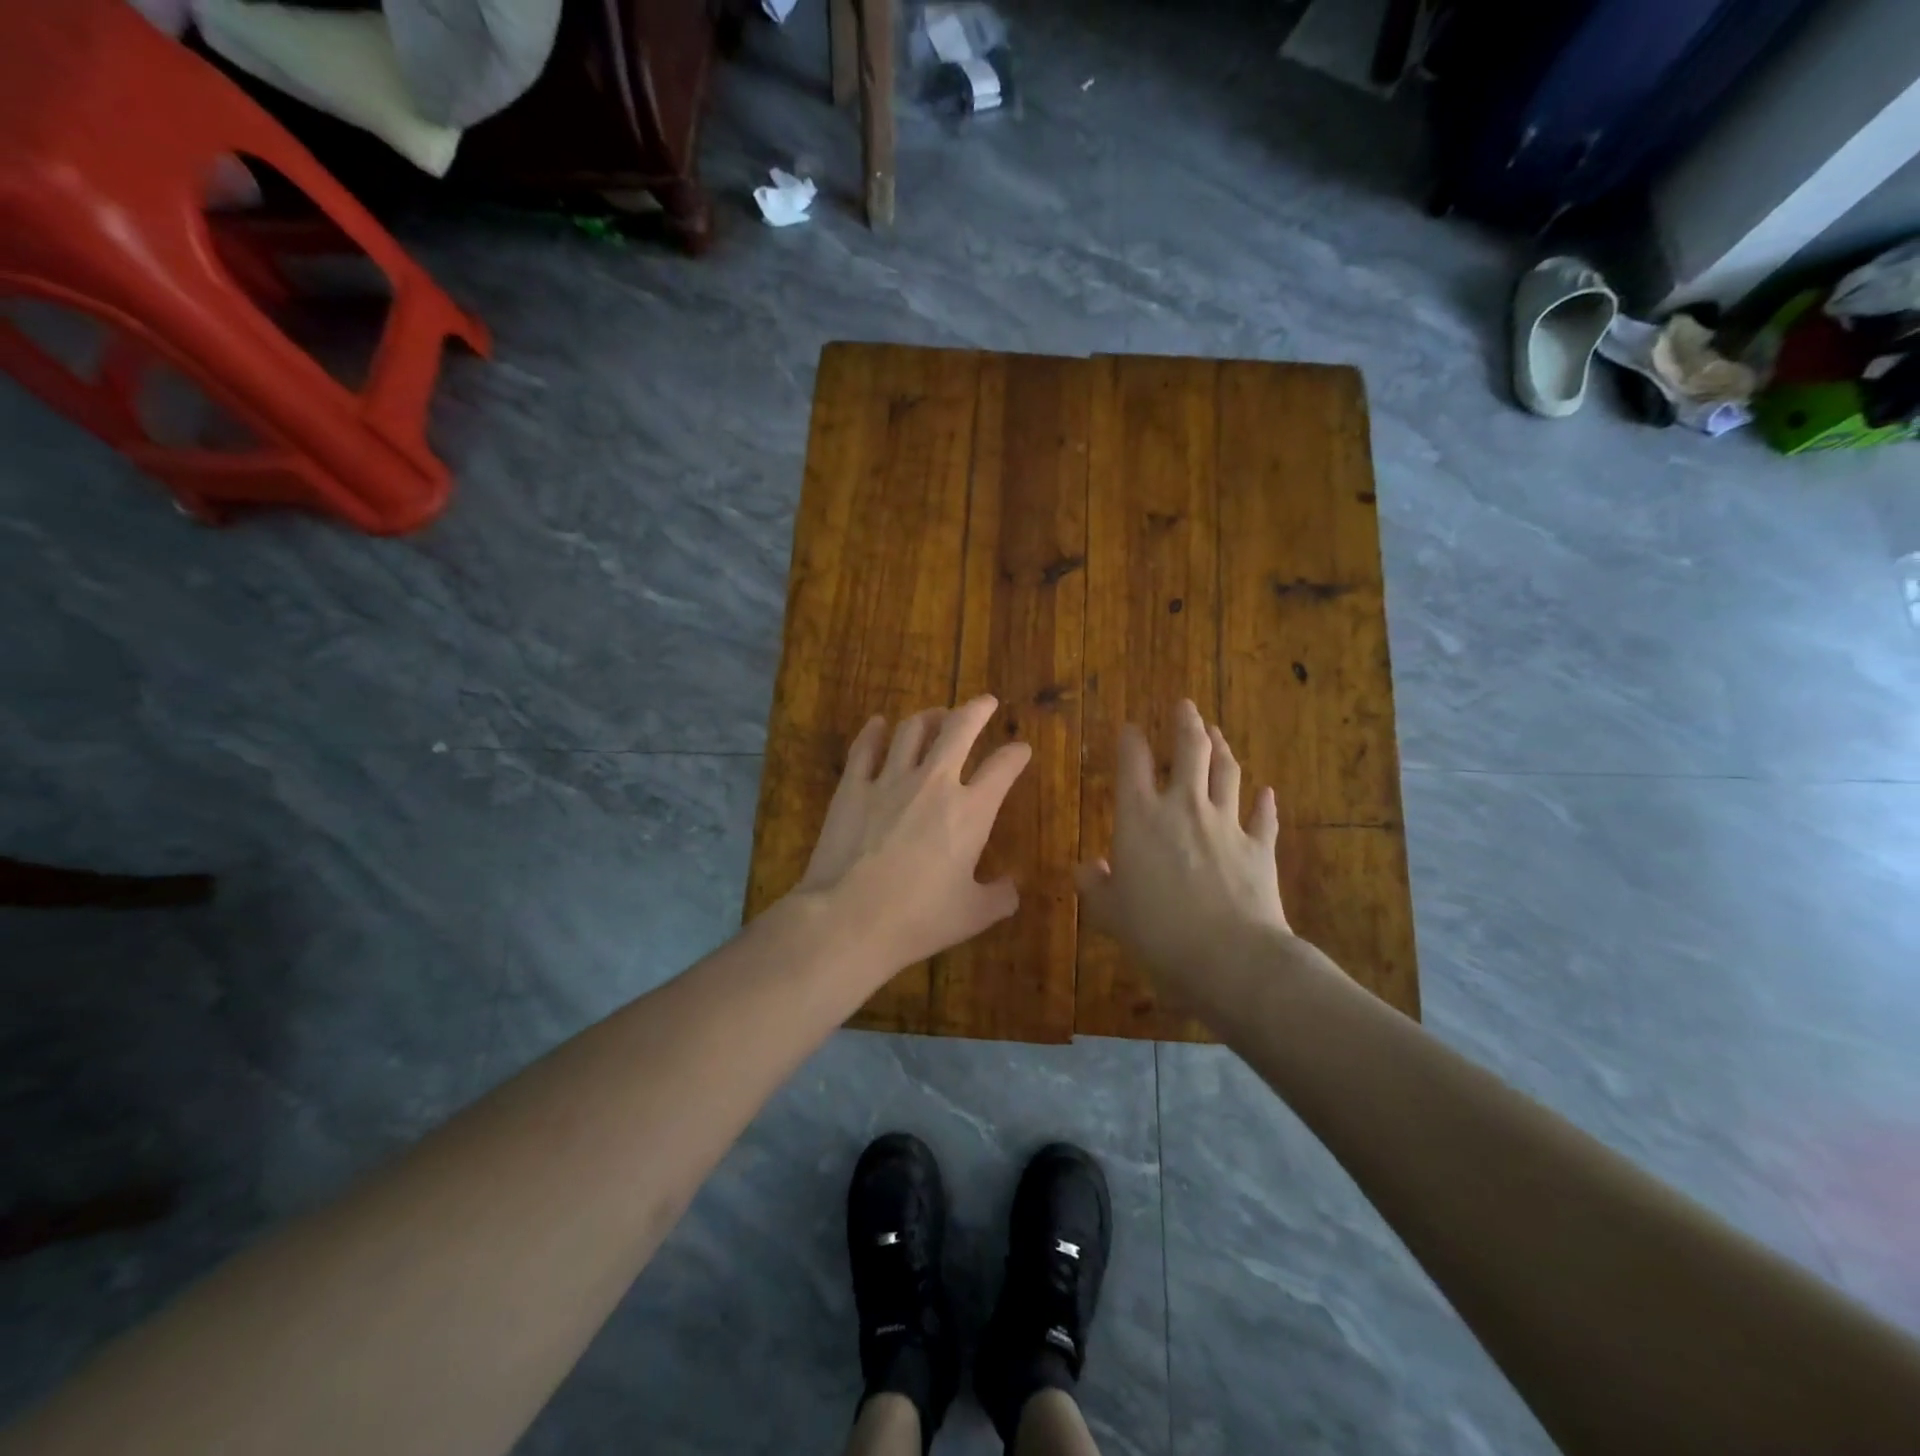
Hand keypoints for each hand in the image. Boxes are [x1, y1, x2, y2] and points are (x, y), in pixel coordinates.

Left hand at [796, 696, 1031, 971]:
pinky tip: (878, 724)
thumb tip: (1012, 887)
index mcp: (971, 812)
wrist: (848, 918)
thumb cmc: (917, 919)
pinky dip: (874, 731)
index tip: (1021, 749)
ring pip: (912, 729)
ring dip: (928, 717)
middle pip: (958, 729)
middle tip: (984, 702)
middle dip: (976, 710)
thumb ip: (1000, 897)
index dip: (1016, 754)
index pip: (1002, 769)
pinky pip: (866, 747)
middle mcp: (934, 783)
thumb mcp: (972, 915)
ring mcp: (889, 780)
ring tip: (935, 714)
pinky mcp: (853, 787)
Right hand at [1075, 700, 1290, 1015]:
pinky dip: (1265, 802)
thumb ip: (1096, 885)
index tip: (1130, 727)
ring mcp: (1226, 823)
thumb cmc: (1157, 932)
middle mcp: (1183, 807)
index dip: (1131, 739)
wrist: (1229, 957)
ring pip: (1227, 772)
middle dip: (1186, 723)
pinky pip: (1263, 816)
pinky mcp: (1259, 846)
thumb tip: (1085, 868)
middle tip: (1185, 705)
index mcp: (1140, 817)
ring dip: (1222, 748)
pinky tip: (1267, 792)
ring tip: (1217, 732)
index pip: (1132, 763)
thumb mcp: (1111, 913)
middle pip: (1190, 750)